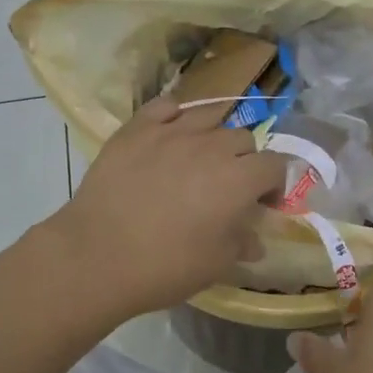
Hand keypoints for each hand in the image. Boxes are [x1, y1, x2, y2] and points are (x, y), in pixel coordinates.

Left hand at [47, 96, 286, 320]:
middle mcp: (211, 146)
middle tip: (228, 186)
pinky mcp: (137, 128)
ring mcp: (172, 131)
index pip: (276, 165)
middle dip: (244, 160)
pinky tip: (169, 133)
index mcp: (238, 179)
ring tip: (200, 157)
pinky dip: (175, 115)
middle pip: (243, 139)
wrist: (97, 255)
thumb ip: (241, 245)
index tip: (263, 204)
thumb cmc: (164, 266)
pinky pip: (166, 106)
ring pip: (209, 116)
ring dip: (214, 136)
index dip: (275, 183)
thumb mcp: (215, 265)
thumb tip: (254, 240)